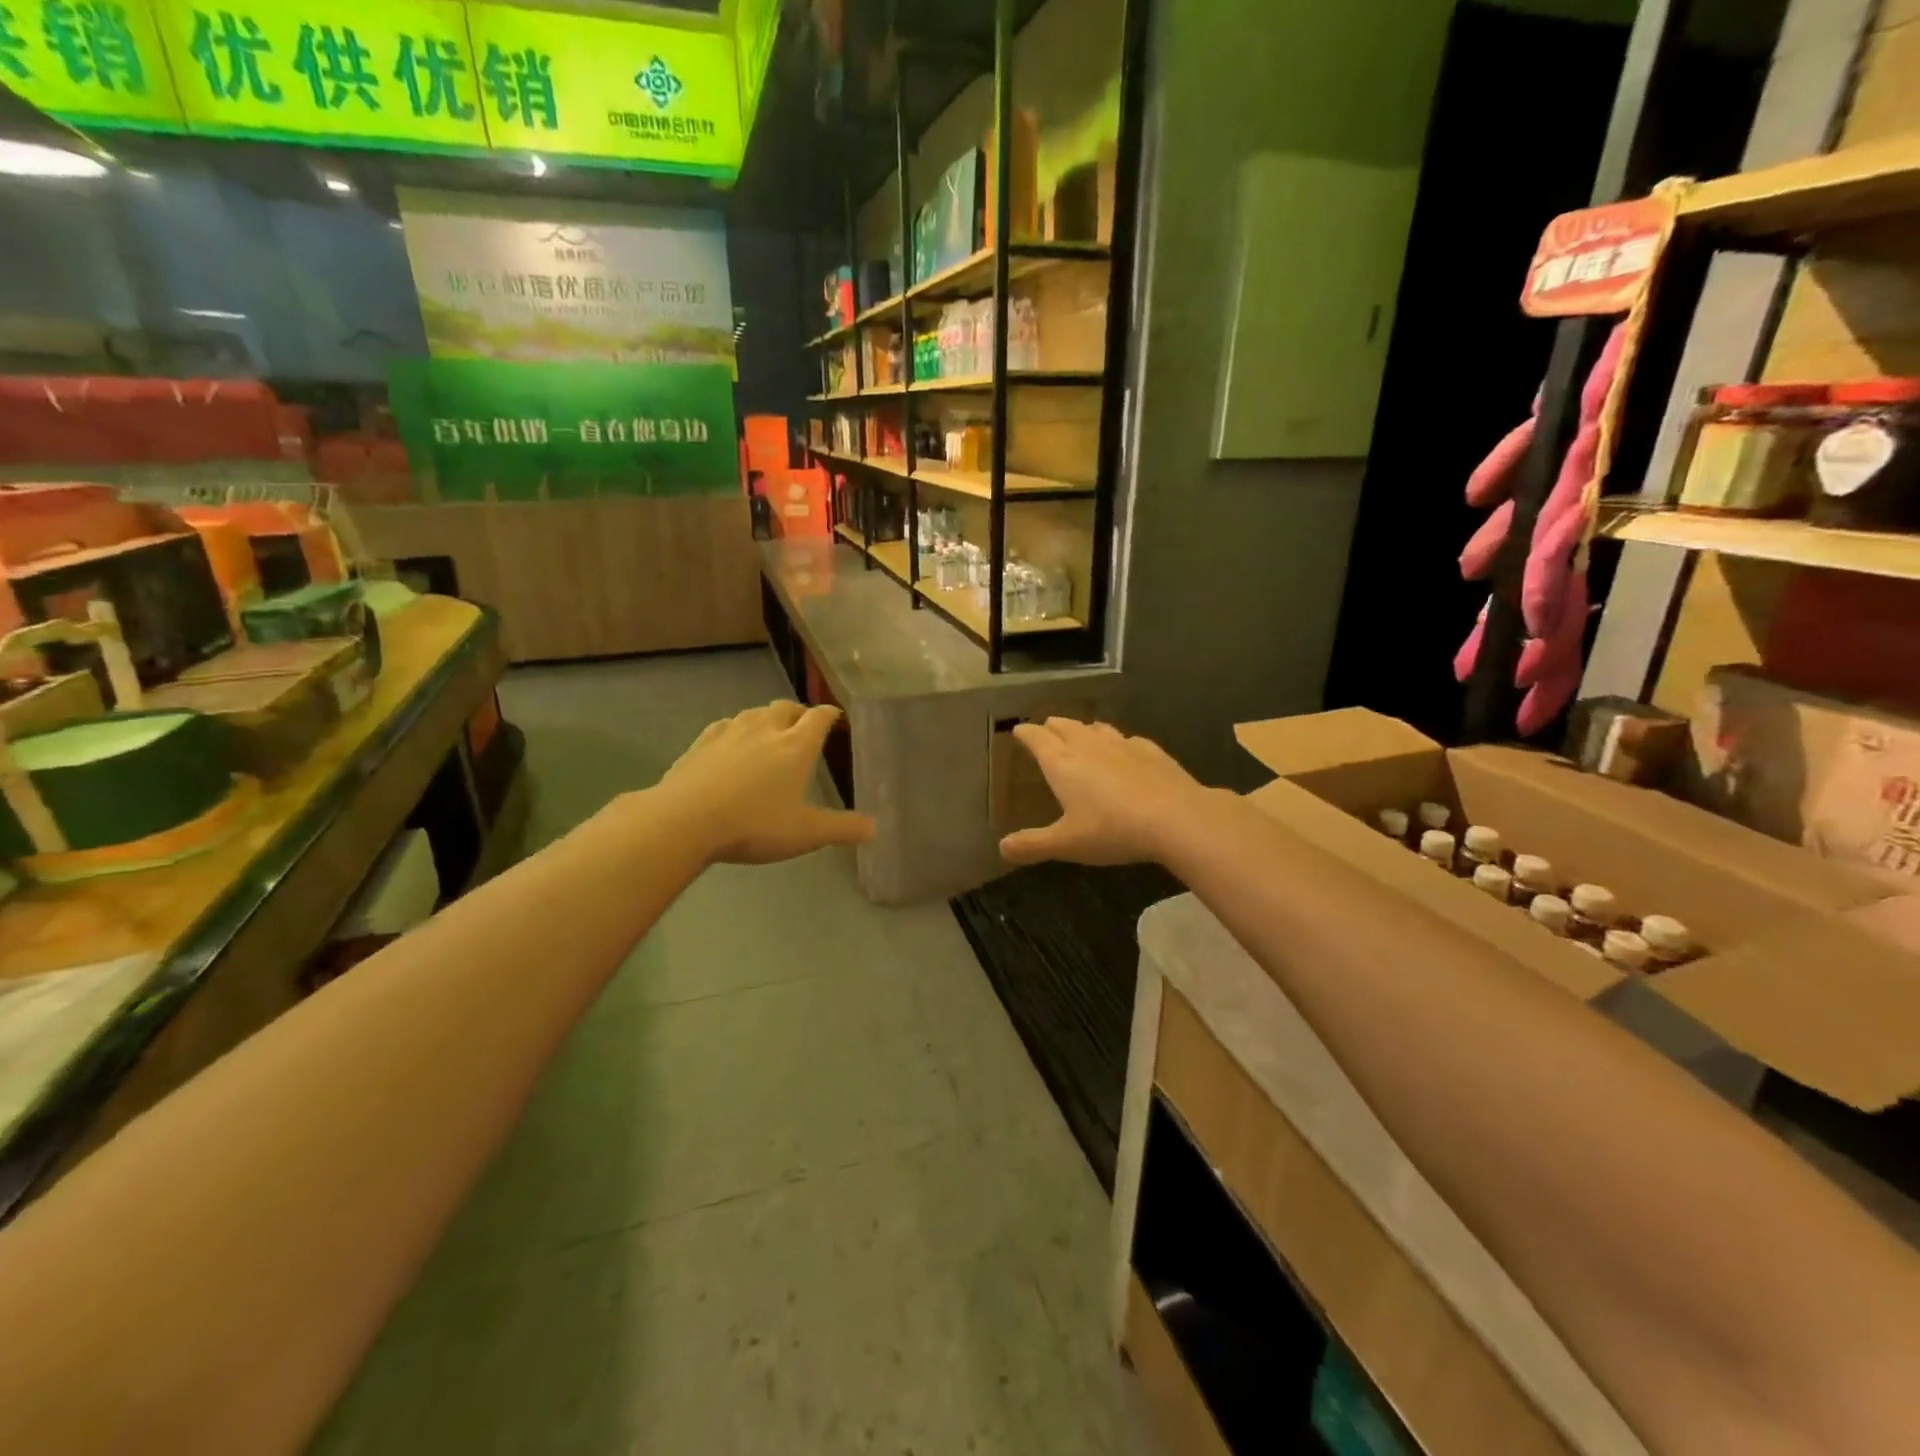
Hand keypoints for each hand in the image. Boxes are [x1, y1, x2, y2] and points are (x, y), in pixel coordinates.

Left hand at [656, 701, 874, 864]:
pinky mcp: (702, 742)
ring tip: (770, 734)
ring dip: (768, 718)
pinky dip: (737, 730)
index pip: (820, 717)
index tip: (836, 718)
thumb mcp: (805, 833)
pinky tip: (732, 744)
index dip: (831, 714)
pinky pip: (726, 726)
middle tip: (804, 727)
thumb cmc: (754, 825)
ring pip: (755, 713)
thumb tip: (875, 828)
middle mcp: (766, 729)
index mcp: (796, 745)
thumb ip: (842, 828)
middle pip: (787, 707)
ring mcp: (731, 732)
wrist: (685, 820)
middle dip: (799, 713)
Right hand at [999, 719, 1209, 867]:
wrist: (1176, 818)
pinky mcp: (1151, 751)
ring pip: (1096, 728)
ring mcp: (1122, 745)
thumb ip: (1033, 845)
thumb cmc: (1112, 830)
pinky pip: (1128, 739)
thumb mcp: (1067, 843)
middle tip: (1045, 729)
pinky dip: (1118, 741)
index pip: (1037, 738)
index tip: (1018, 730)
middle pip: (1065, 726)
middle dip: (1052, 727)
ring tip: (1081, 733)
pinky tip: (1125, 749)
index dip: (1026, 733)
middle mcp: (1089, 746)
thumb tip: (1002, 848)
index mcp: (1062, 763)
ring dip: (1084, 729)